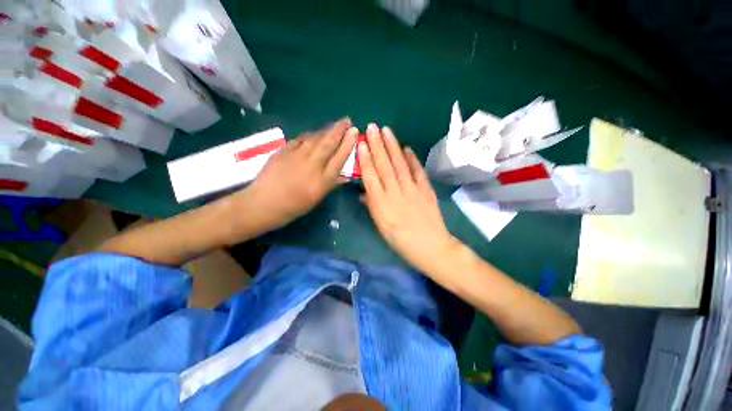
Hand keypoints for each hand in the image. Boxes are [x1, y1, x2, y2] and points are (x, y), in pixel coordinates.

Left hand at [236, 118, 357, 233]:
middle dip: (339, 130)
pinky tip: (312, 133)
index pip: (339, 158)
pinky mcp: (283, 151)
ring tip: (334, 124)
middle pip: (327, 144)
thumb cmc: (294, 206)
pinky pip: (299, 140)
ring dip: (325, 130)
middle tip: (347, 120)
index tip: (354, 132)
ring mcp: (296, 156)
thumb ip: (331, 185)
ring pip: (314, 139)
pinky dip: (308, 135)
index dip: (347, 144)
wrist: (264, 203)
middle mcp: (312, 165)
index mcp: (322, 180)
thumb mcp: (316, 199)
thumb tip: (345, 176)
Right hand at [358, 124, 459, 272]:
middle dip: (377, 145)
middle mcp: (395, 193)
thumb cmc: (400, 241)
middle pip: (385, 166)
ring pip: (400, 164)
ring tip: (386, 131)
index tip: (362, 143)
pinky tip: (407, 148)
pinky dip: (412, 159)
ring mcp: (412, 189)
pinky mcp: (426, 190)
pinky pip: (418, 171)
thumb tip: (362, 193)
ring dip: (393, 146)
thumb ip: (372, 207)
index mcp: (381, 204)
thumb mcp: (381, 227)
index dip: (366, 159)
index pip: (371, 177)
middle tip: (372, 127)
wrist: (430, 246)